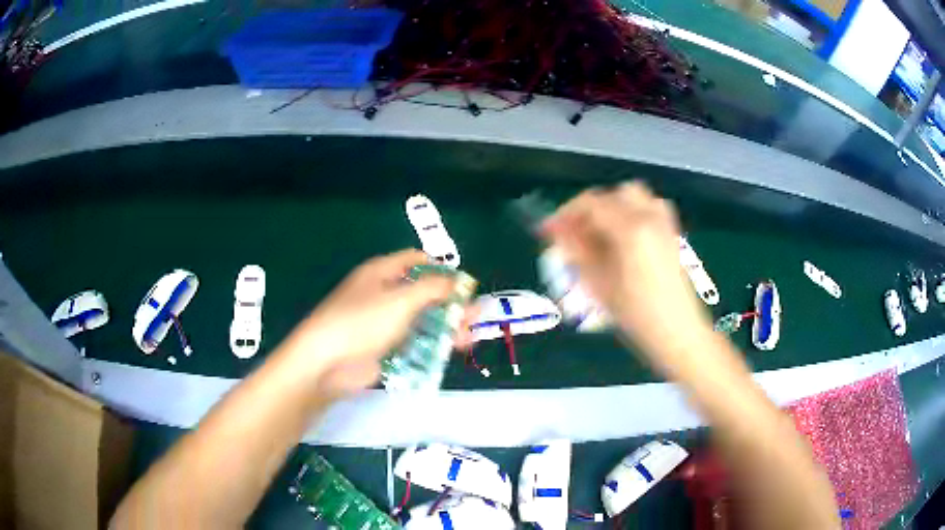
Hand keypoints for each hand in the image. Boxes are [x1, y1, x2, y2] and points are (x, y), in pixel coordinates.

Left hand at [277, 250, 471, 397]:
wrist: (326, 363)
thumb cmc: (361, 322)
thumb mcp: (400, 300)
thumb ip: (432, 289)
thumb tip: (458, 281)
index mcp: (381, 272)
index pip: (416, 260)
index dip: (441, 269)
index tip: (463, 284)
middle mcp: (383, 294)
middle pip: (423, 292)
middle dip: (449, 303)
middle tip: (475, 315)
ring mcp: (383, 323)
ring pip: (421, 320)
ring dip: (445, 326)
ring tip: (469, 336)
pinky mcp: (384, 348)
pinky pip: (413, 342)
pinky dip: (432, 344)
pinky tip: (452, 350)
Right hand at [544, 183, 712, 369]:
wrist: (679, 333)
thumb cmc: (637, 315)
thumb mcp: (600, 285)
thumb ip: (576, 252)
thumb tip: (556, 231)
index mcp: (630, 229)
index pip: (590, 204)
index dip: (564, 213)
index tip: (547, 230)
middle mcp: (649, 216)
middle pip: (612, 194)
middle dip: (588, 208)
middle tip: (572, 233)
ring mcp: (664, 222)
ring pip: (633, 195)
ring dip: (611, 206)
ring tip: (597, 233)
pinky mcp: (671, 233)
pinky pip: (649, 206)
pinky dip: (631, 210)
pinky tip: (623, 235)